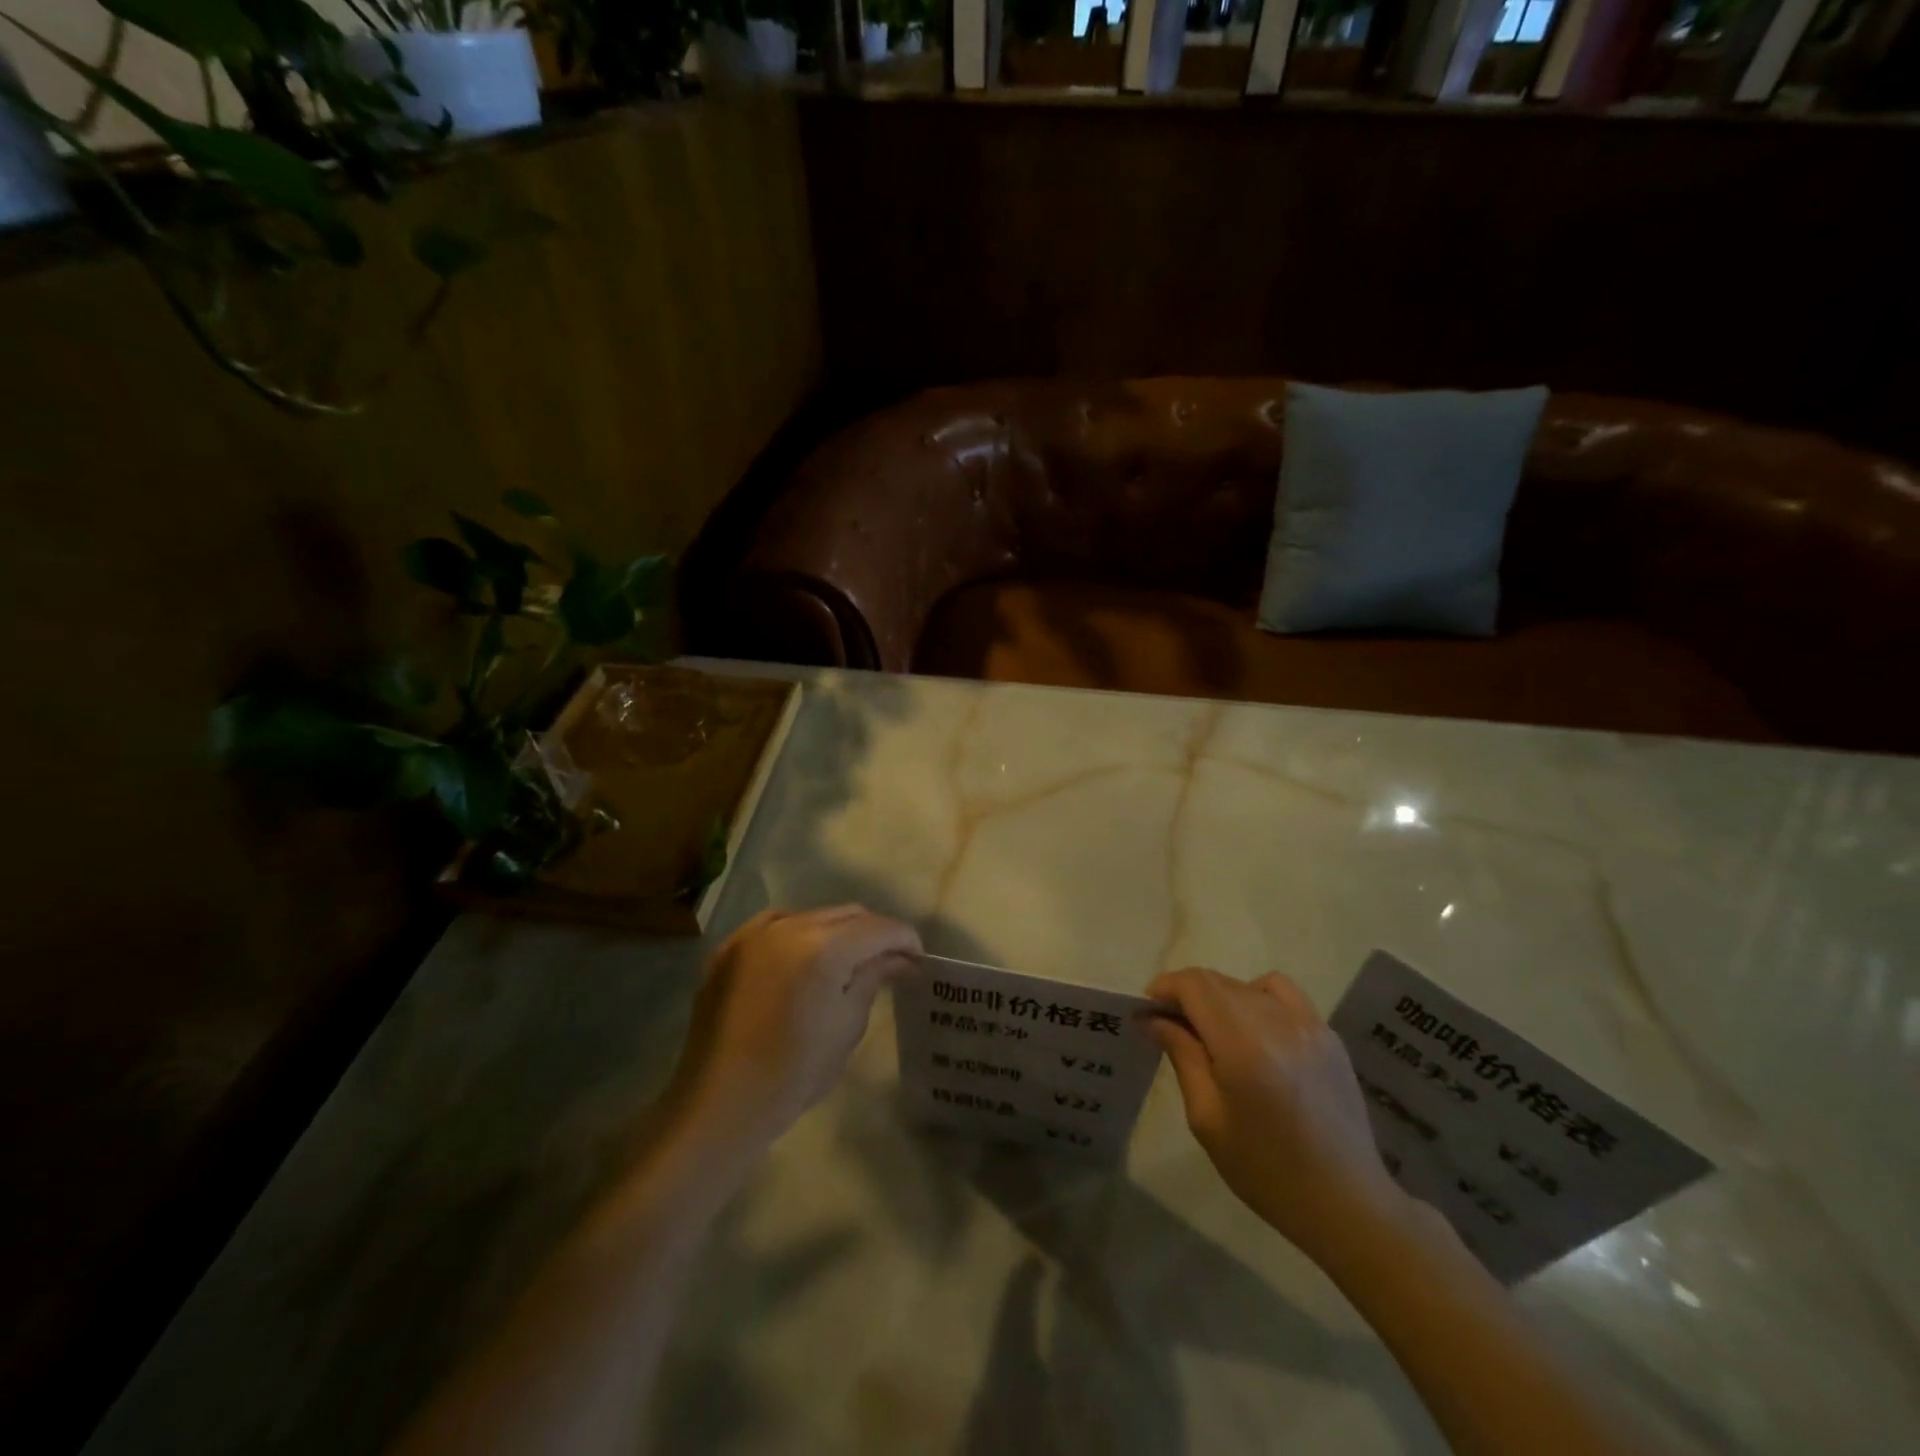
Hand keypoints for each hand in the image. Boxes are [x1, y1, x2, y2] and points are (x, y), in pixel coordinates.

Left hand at [666, 905, 921, 1146]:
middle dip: (874, 932)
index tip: (918, 959)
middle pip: (847, 914)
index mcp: (823, 947)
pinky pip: (776, 926)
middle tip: (891, 960)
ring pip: (812, 915)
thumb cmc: (793, 1073)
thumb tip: (901, 959)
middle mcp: (788, 926)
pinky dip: (800, 935)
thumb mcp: (846, 1025)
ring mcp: (754, 933)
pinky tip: (805, 959)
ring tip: (850, 960)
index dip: (905, 939)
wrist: (719, 1103)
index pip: (878, 928)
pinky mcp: (730, 947)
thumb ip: (873, 978)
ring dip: (838, 931)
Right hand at [1146, 967, 1405, 1260]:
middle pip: (1218, 981)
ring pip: (1246, 985)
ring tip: (1212, 1031)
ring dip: (1219, 997)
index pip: (1195, 984)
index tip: (1147, 1011)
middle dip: (1187, 994)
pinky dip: (1255, 996)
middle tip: (1171, 1026)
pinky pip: (1281, 993)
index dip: (1165, 987)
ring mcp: (1308, 1024)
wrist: (1347, 1203)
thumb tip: (1154, 1018)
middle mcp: (1277, 1022)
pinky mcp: (1327, 1034)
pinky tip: (1253, 1030)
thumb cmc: (1266, 1171)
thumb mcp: (1207, 1119)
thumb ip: (1182, 1057)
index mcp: (1243, 1046)